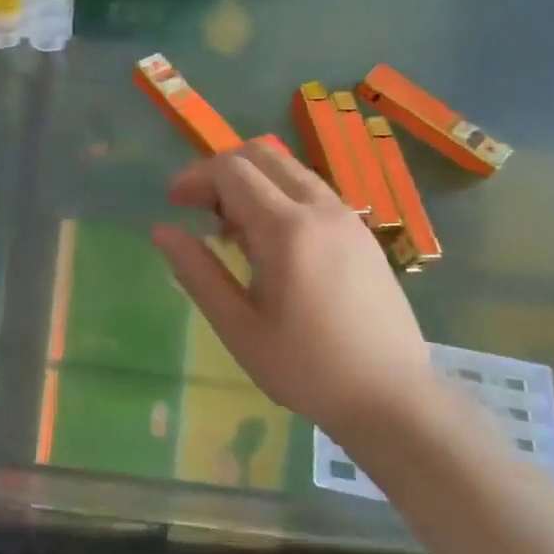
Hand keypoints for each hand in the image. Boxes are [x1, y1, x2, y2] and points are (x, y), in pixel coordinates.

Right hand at [151, 140, 433, 440]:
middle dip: (221, 171)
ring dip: (251, 183)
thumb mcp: (237, 326)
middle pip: (262, 156)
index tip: (172, 203)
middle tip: (196, 208)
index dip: (195, 177)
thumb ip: (196, 272)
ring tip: (228, 229)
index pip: (232, 170)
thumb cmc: (305, 367)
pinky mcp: (362, 234)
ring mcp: (348, 218)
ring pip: (290, 171)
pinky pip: (312, 193)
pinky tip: (268, 242)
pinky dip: (279, 197)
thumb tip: (161, 231)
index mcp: (287, 229)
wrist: (391, 397)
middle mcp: (321, 209)